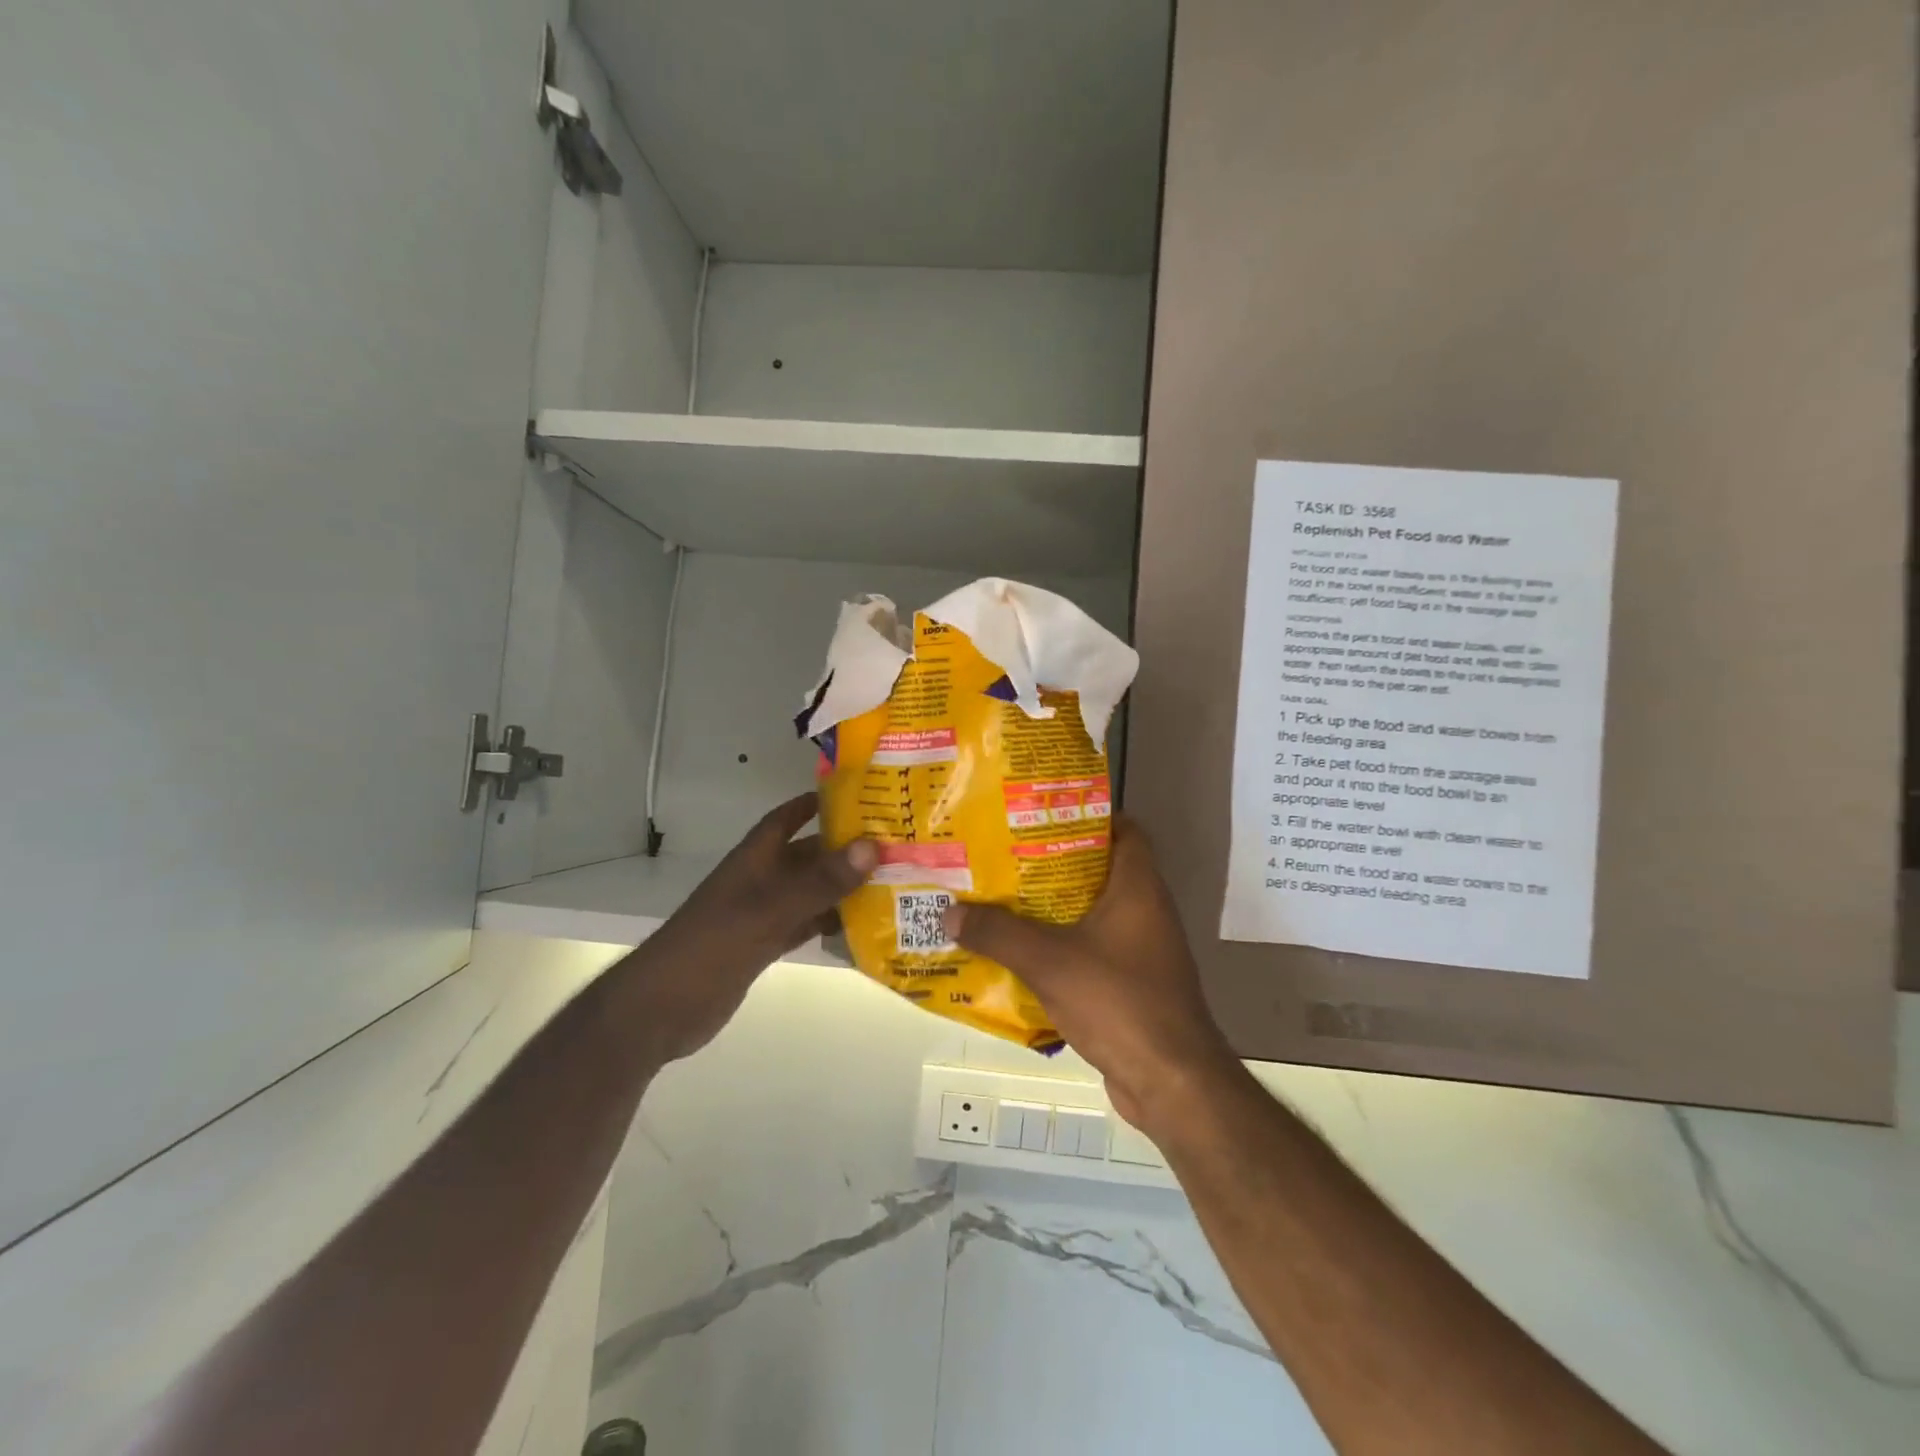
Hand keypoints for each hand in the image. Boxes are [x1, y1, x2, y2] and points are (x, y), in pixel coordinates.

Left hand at [631, 793, 875, 1063]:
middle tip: (892, 846)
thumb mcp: (770, 910)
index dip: (816, 803)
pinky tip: (861, 927)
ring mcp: (761, 914)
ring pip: (810, 891)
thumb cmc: (712, 945)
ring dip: (842, 888)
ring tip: (890, 884)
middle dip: (844, 849)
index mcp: (755, 859)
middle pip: (807, 855)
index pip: (787, 817)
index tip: (858, 796)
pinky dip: (829, 923)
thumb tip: (871, 846)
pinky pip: (805, 924)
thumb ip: (820, 881)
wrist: (662, 1009)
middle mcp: (760, 880)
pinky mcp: (762, 945)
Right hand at [942, 817, 1235, 1134]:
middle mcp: (1145, 910)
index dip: (1086, 815)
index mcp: (1137, 887)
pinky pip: (1091, 951)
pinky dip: (1060, 947)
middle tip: (1005, 855)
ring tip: (1002, 899)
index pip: (1123, 829)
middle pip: (1098, 870)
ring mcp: (1141, 950)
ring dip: (1052, 909)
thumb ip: (998, 933)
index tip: (1041, 814)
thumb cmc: (1118, 1000)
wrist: (1171, 1082)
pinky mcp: (1132, 984)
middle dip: (1052, 862)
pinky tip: (1020, 954)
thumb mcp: (1049, 961)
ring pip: (1091, 913)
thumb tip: (948, 912)